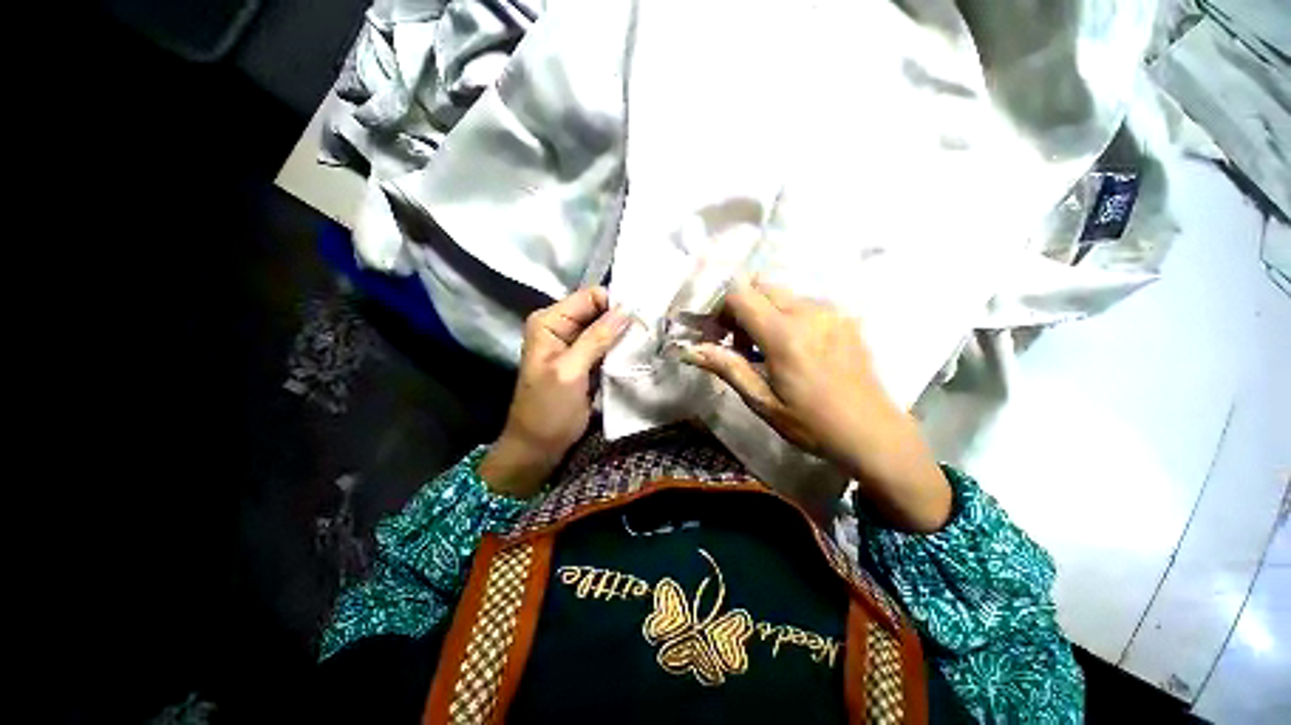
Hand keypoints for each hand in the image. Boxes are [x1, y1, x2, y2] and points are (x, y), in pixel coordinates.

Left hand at [479, 287, 630, 498]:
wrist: (539, 446)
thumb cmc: (548, 409)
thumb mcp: (570, 371)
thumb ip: (595, 339)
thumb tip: (625, 310)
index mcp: (549, 322)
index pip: (589, 297)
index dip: (613, 306)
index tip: (638, 322)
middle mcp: (561, 327)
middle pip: (599, 310)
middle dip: (621, 320)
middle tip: (647, 332)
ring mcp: (575, 344)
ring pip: (606, 328)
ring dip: (623, 335)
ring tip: (645, 342)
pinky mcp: (586, 360)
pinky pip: (607, 345)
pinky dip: (620, 348)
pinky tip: (636, 353)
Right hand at [681, 278, 951, 531]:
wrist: (873, 432)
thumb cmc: (811, 423)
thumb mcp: (762, 401)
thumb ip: (727, 368)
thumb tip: (691, 350)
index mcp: (784, 335)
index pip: (740, 295)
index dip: (722, 310)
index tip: (722, 337)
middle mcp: (809, 312)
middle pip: (760, 286)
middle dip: (743, 308)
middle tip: (743, 343)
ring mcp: (831, 312)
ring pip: (783, 294)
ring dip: (766, 312)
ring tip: (771, 348)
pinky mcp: (846, 317)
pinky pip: (805, 302)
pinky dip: (789, 315)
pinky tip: (798, 348)